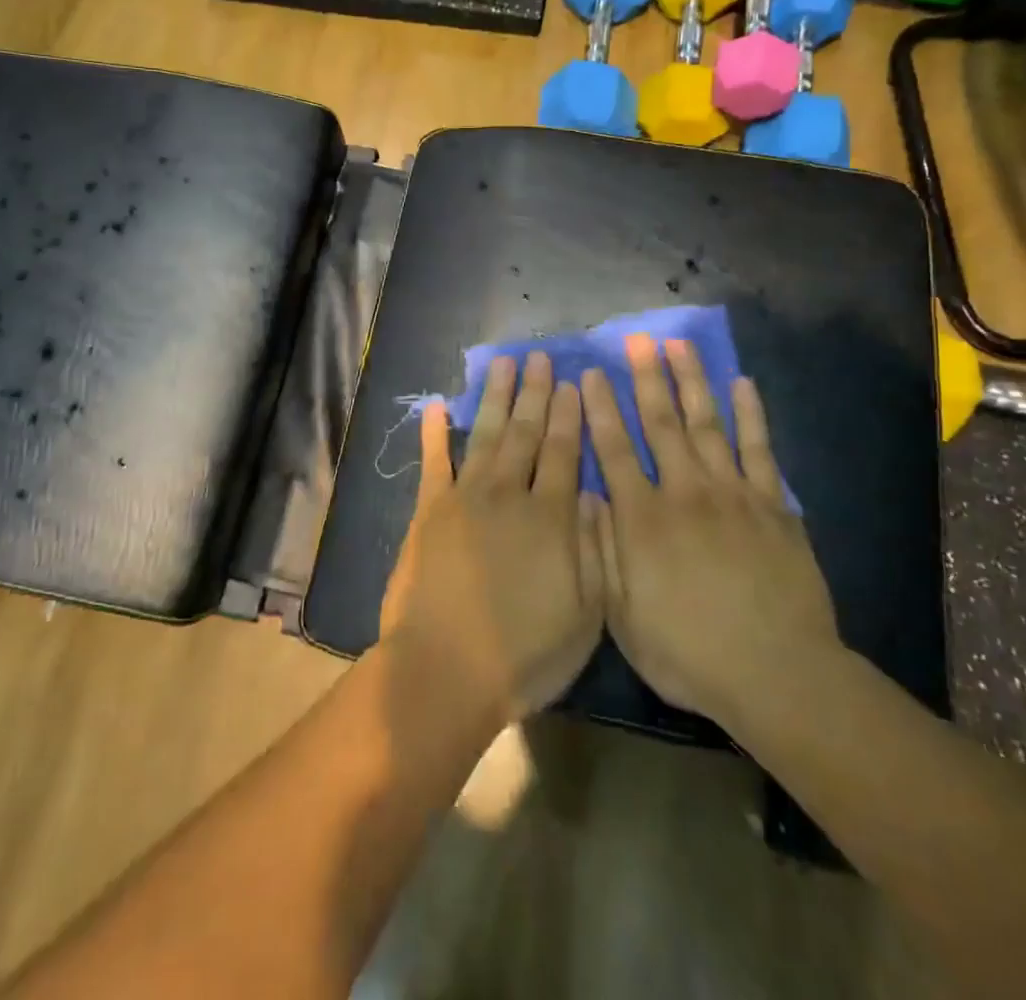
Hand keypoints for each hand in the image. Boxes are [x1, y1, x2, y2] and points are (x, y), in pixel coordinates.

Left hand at [379, 351, 604, 724]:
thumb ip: (594, 547)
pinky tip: (439, 406)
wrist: (446, 669)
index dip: (571, 415)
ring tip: (504, 363)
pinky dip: (435, 432)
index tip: (575, 382)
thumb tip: (595, 493)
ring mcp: (465, 498)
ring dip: (497, 397)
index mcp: (551, 517)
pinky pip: (434, 461)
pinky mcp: (430, 511)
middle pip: (527, 433)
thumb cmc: (525, 652)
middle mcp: (509, 494)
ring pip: (487, 435)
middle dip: (537, 392)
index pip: (565, 452)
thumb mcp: (586, 612)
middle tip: (541, 356)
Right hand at [581, 335, 839, 731]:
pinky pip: (758, 449)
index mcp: (643, 519)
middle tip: (636, 340)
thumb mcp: (623, 615)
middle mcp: (684, 492)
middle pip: (661, 424)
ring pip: (706, 424)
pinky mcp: (772, 505)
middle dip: (645, 378)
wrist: (778, 674)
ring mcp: (732, 494)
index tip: (589, 374)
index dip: (600, 409)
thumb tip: (584, 495)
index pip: (614, 450)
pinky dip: (750, 415)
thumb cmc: (689, 653)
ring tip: (679, 345)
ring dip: (691, 381)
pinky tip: (742, 384)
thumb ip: (601, 550)